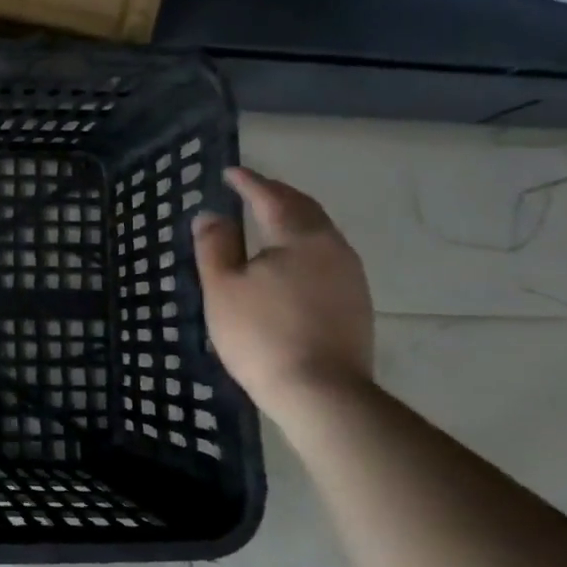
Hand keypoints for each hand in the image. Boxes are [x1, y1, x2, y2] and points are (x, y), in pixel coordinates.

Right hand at [192, 167, 373, 421]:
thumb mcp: (222, 287)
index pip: (271, 197)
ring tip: (268, 219)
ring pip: (318, 232)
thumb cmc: (262, 334)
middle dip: (276, 195)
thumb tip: (211, 214)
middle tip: (251, 189)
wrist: (320, 394)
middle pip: (303, 209)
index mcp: (301, 237)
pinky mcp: (355, 303)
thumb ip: (215, 245)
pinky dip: (302, 244)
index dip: (248, 182)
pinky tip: (288, 260)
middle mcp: (332, 247)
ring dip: (292, 219)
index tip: (230, 172)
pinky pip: (325, 256)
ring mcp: (350, 276)